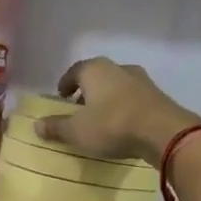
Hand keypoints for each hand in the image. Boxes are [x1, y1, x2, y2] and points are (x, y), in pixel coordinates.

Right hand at [34, 57, 200, 164]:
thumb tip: (36, 125)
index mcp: (95, 70)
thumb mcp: (77, 131)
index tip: (61, 97)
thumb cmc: (112, 125)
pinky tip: (122, 123)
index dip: (65, 84)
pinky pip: (133, 98)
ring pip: (117, 86)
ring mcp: (141, 80)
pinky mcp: (157, 95)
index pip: (74, 71)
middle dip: (86, 91)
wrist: (163, 132)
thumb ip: (56, 127)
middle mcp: (118, 68)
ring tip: (100, 117)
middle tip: (79, 108)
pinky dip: (124, 107)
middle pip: (97, 76)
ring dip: (107, 98)